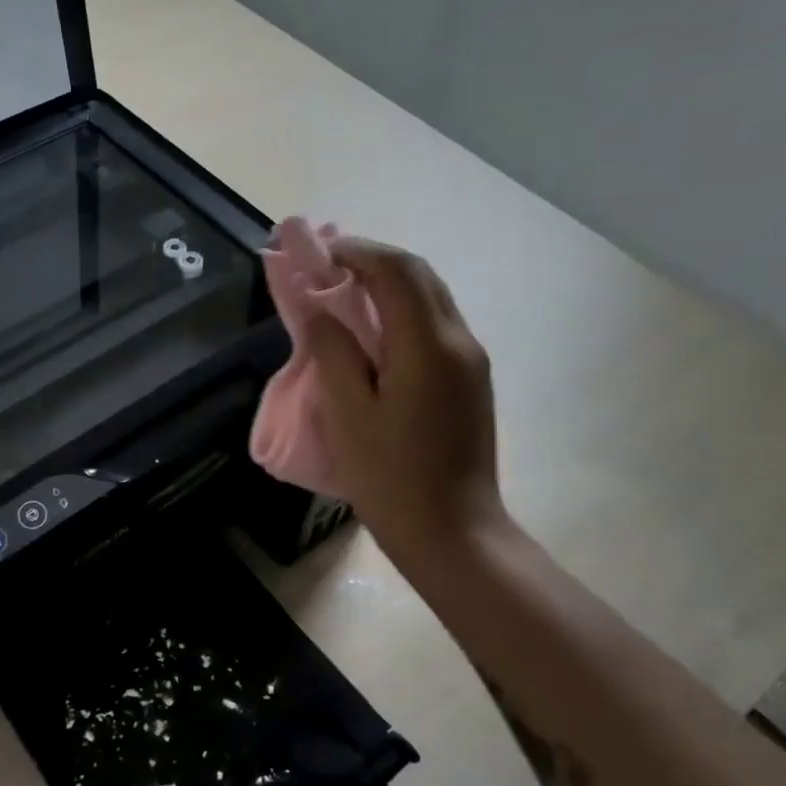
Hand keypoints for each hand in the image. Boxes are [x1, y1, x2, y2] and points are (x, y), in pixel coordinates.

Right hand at [302, 238, 503, 567]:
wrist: (453, 533)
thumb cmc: (391, 478)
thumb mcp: (348, 413)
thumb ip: (332, 350)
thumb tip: (316, 304)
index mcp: (428, 345)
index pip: (395, 271)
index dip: (354, 252)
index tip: (315, 254)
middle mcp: (459, 340)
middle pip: (419, 274)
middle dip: (372, 260)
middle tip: (326, 267)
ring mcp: (470, 361)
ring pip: (431, 297)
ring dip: (388, 283)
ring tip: (343, 293)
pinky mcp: (470, 380)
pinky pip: (436, 325)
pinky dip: (402, 310)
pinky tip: (372, 331)